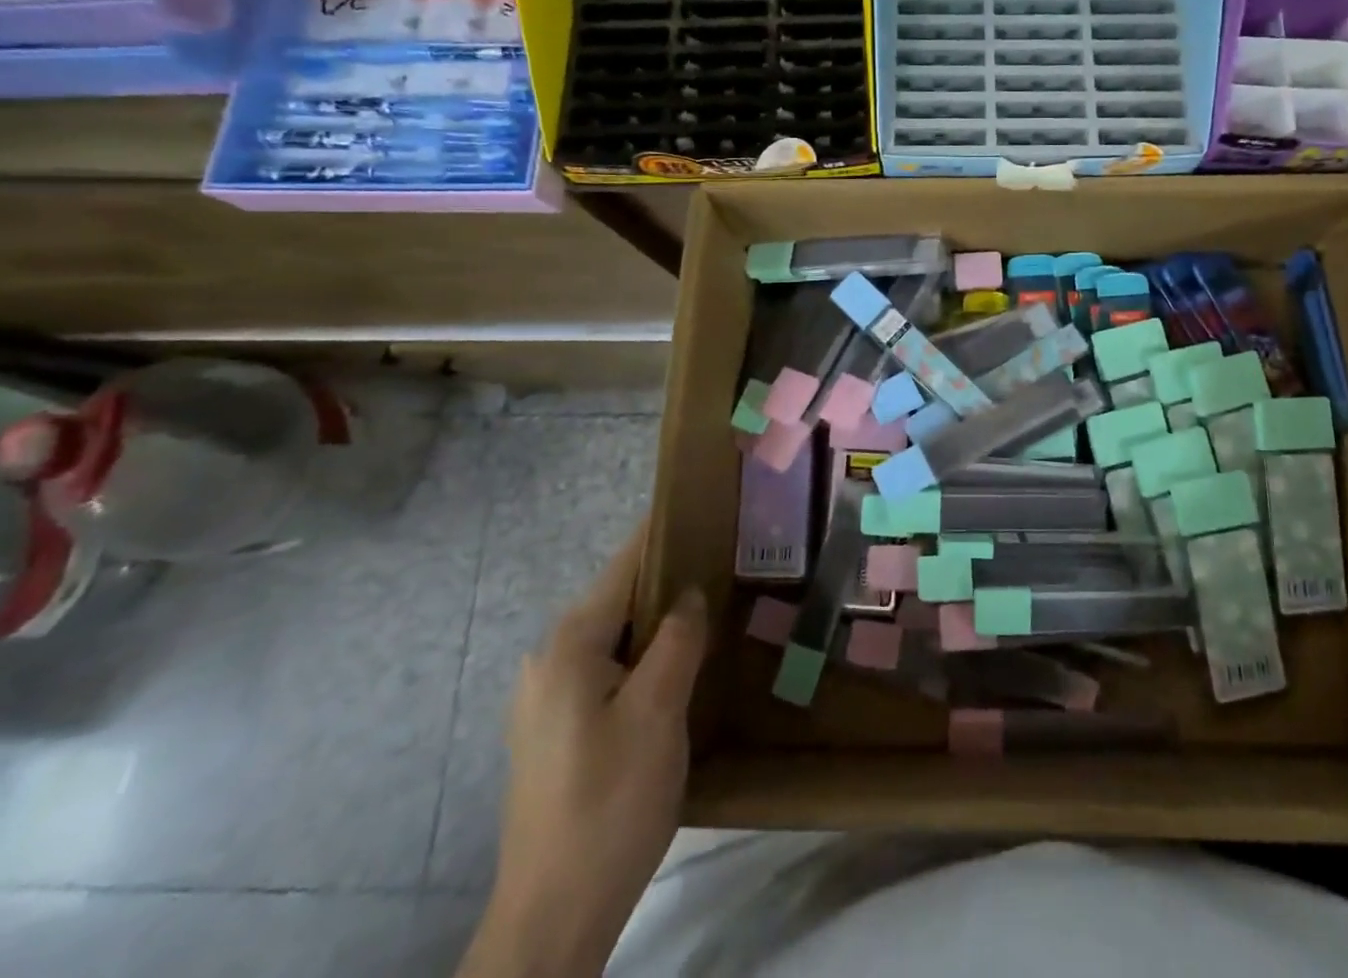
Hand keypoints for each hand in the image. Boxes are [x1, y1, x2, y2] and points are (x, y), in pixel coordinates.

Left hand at [460, 523, 707, 977]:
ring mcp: (548, 697)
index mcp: (570, 644)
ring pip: (616, 634)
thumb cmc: (609, 801)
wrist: (553, 914)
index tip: (707, 504)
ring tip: (714, 607)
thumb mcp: (657, 711)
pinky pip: (608, 667)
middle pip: (620, 596)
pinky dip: (644, 654)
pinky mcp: (556, 729)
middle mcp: (550, 658)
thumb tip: (689, 592)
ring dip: (660, 619)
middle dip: (670, 577)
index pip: (625, 564)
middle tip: (728, 562)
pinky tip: (680, 666)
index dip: (665, 532)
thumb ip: (677, 639)